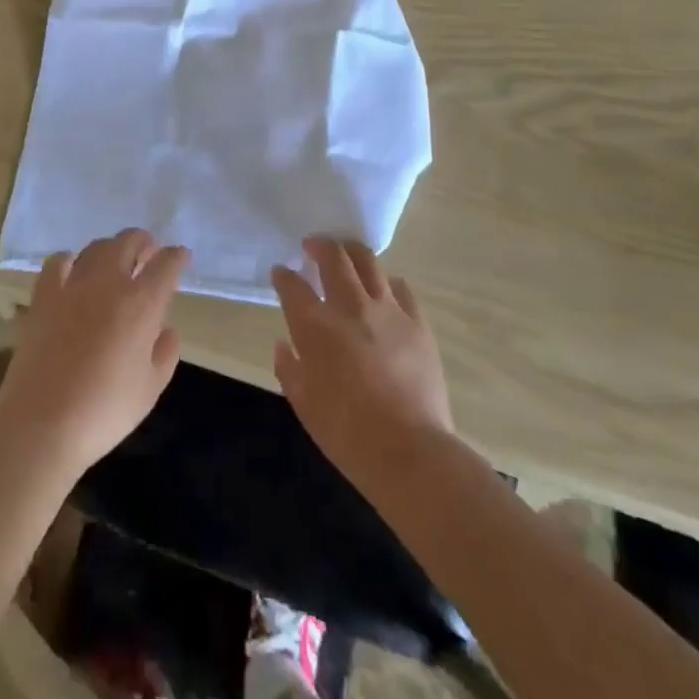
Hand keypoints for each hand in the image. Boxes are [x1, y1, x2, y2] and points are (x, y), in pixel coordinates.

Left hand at [0, 229, 188, 479]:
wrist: (42, 422)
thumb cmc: (105, 410)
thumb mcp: (151, 389)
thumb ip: (165, 353)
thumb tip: (166, 330)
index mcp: (142, 304)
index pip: (166, 265)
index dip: (177, 257)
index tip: (181, 256)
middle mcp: (109, 283)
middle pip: (128, 242)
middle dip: (143, 241)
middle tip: (149, 249)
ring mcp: (73, 285)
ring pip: (96, 248)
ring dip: (112, 247)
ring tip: (116, 257)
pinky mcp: (43, 296)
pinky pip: (57, 263)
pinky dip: (69, 259)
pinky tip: (72, 267)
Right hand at [272, 237, 452, 489]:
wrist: (410, 452)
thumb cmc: (347, 433)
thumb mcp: (304, 405)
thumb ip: (290, 368)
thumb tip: (285, 345)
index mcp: (315, 326)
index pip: (292, 285)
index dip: (283, 275)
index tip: (281, 273)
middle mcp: (349, 306)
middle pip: (333, 257)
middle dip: (319, 245)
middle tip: (313, 245)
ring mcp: (387, 310)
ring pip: (368, 261)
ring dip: (352, 252)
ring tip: (347, 254)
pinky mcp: (417, 322)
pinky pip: (401, 288)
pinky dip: (387, 283)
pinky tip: (385, 290)